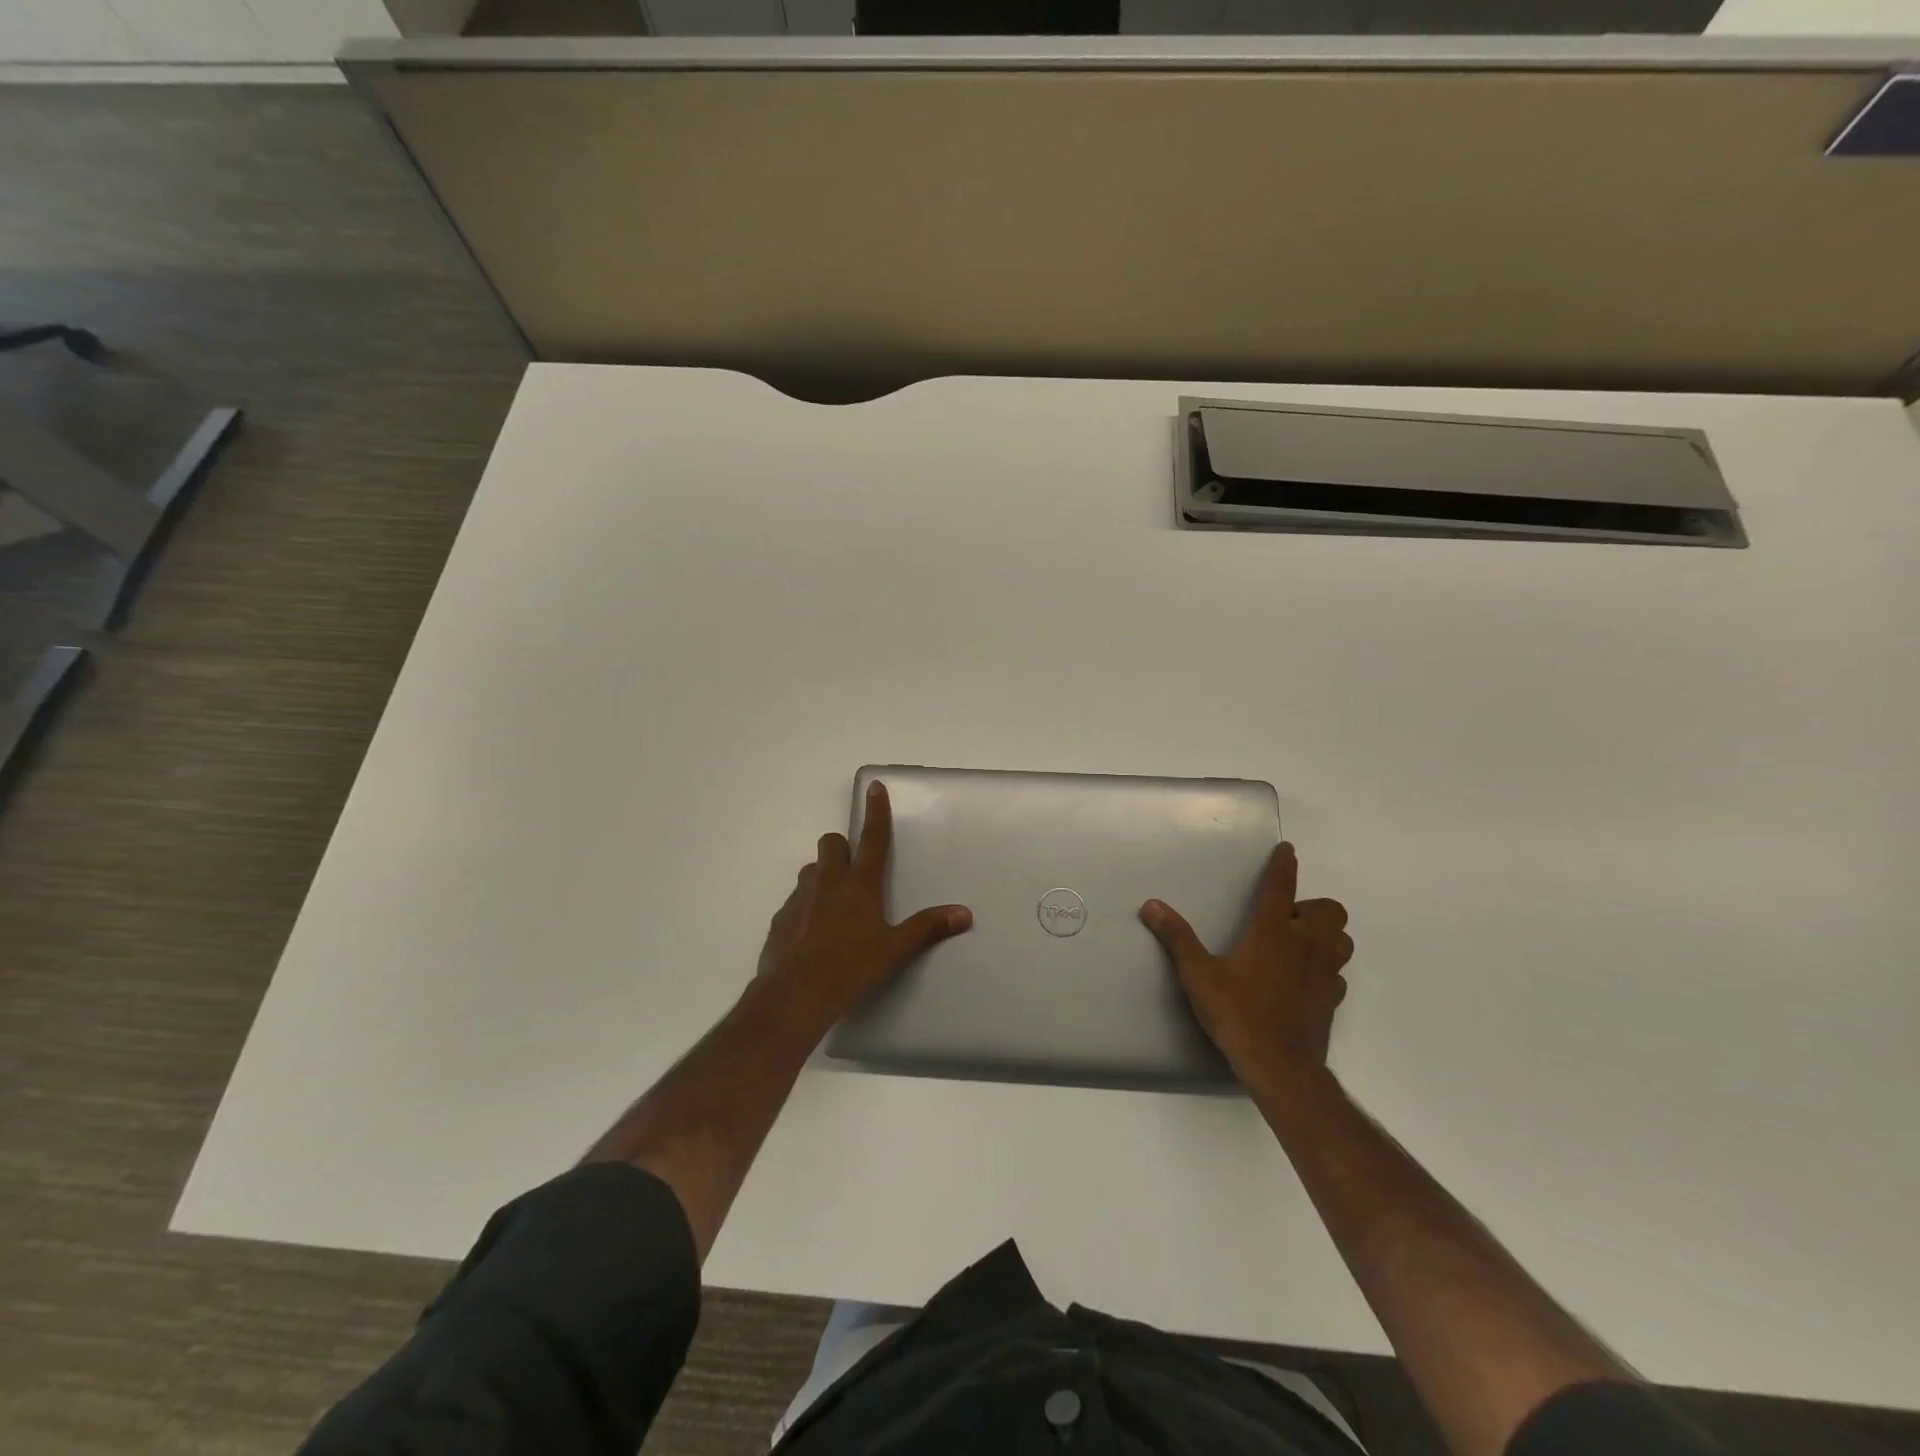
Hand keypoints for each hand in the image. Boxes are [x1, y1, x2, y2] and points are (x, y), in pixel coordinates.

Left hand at [755, 780, 972, 1033]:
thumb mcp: (895, 951)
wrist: (793, 996)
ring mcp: (800, 899)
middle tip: (854, 870)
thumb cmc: (850, 969)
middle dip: (842, 847)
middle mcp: (828, 883)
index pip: (873, 839)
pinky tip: (812, 934)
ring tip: (834, 905)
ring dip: (823, 876)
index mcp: (860, 886)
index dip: (876, 812)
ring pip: (811, 871)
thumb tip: (964, 914)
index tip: (874, 787)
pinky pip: (795, 901)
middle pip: (831, 844)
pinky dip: (805, 907)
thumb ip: (928, 928)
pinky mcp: (780, 920)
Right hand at [1140, 843, 1351, 1096]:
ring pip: (1342, 940)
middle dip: (1313, 908)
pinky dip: (1326, 969)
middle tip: (1287, 920)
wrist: (1280, 1066)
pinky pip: (1337, 974)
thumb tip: (1151, 905)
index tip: (1287, 850)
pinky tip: (1304, 980)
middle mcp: (1305, 945)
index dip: (1284, 865)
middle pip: (1330, 911)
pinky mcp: (1332, 1000)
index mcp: (1273, 931)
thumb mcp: (1198, 975)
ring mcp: (1324, 973)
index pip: (1282, 886)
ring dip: (1327, 935)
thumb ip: (1177, 938)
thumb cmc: (1237, 1013)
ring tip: (1300, 945)